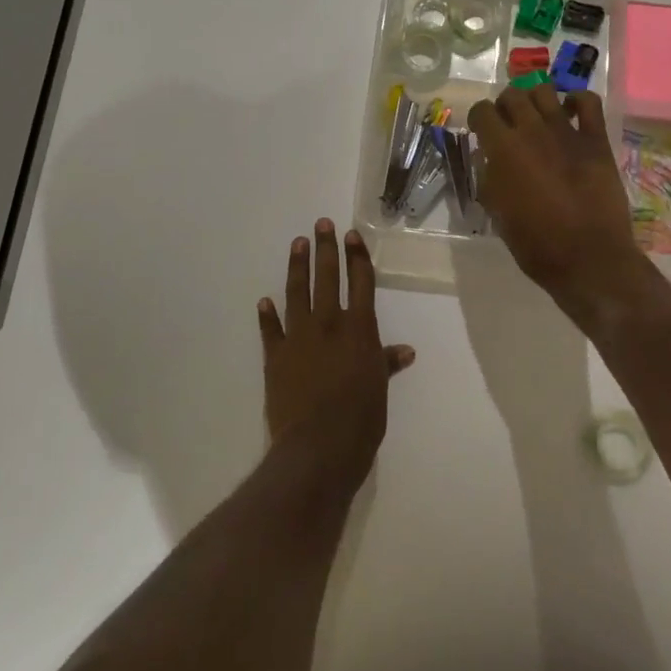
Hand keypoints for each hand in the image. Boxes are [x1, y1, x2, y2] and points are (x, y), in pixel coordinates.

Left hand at [258, 220, 414, 486]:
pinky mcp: (276, 357)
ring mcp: (299, 338)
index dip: (357, 257)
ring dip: (297, 267)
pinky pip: (271, 330)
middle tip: (322, 224)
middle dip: (326, 249)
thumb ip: (387, 363)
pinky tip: (264, 300)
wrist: (319, 446)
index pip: (361, 282)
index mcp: (359, 328)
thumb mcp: (380, 387)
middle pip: (328, 278)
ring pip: (297, 293)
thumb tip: (405, 351)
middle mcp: (329, 324)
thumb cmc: (361, 417)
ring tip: (297, 243)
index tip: (351, 235)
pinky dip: (268, 315)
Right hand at [466, 85, 649, 319]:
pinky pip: (588, 102)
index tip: (481, 131)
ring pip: (544, 91)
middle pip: (512, 95)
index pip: (481, 112)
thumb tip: (488, 159)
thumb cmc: (536, 244)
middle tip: (508, 125)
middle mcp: (532, 131)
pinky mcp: (596, 139)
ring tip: (537, 117)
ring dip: (535, 100)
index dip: (478, 119)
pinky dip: (577, 100)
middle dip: (505, 106)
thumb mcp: (498, 214)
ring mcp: (567, 131)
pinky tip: (570, 112)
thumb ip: (489, 179)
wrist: (589, 258)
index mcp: (503, 150)